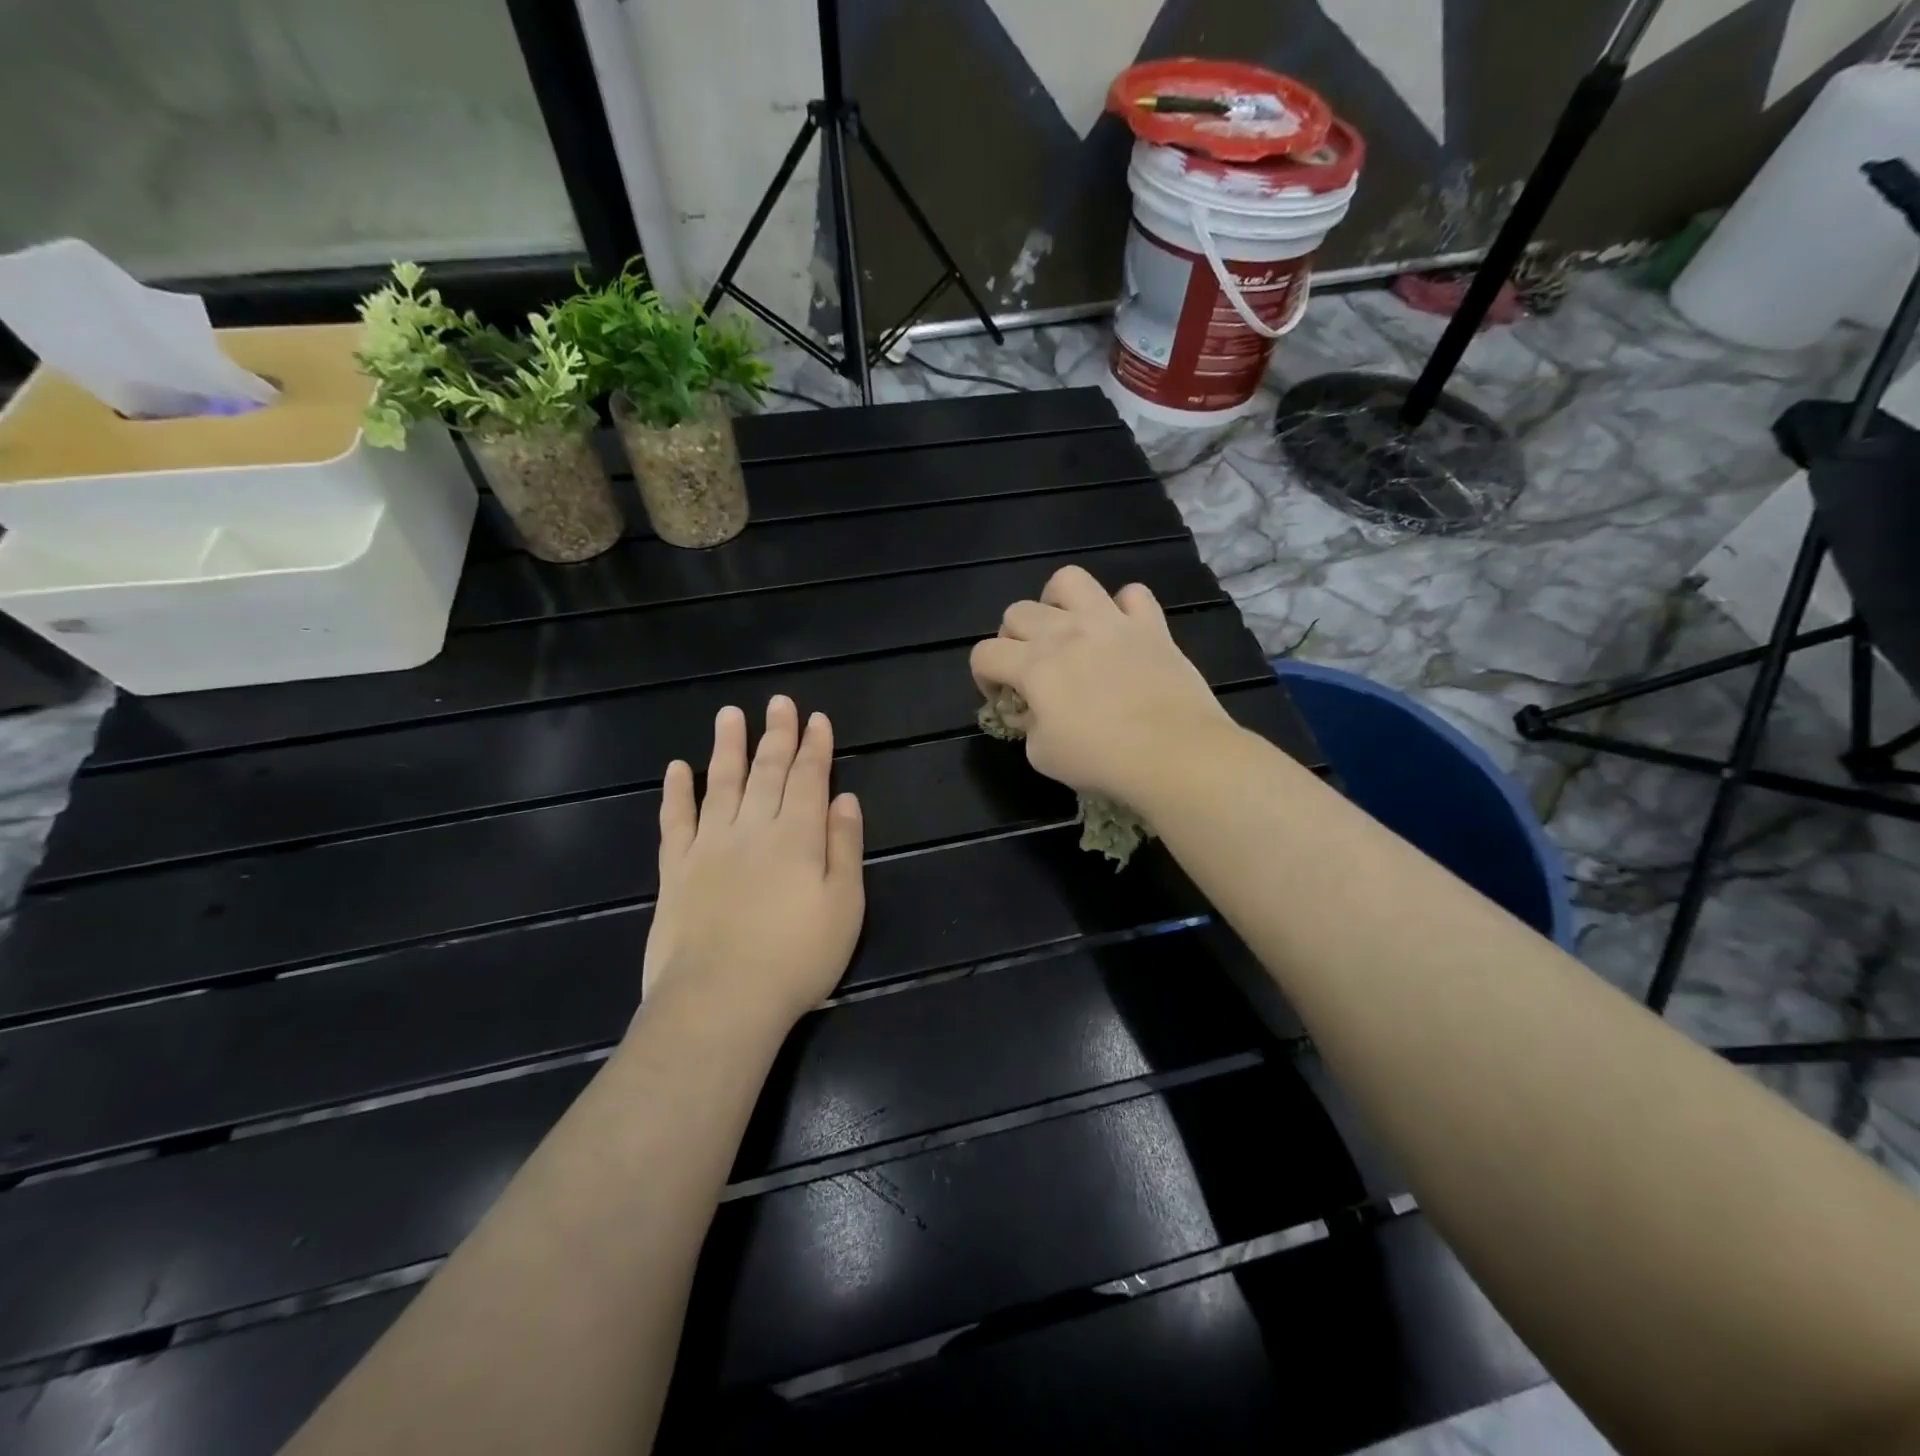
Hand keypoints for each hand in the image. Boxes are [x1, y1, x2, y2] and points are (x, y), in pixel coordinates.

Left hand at [640, 696, 864, 1038]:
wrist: (719, 1000)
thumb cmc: (797, 959)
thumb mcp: (844, 906)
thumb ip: (844, 846)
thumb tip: (844, 798)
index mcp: (798, 837)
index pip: (809, 778)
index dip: (815, 747)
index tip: (816, 718)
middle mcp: (753, 829)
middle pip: (767, 772)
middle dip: (776, 735)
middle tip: (779, 703)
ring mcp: (709, 846)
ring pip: (721, 783)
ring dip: (727, 747)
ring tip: (729, 715)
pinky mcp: (676, 869)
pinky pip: (676, 820)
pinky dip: (677, 791)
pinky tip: (677, 768)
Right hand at [969, 565, 1232, 803]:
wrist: (1174, 751)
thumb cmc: (1101, 758)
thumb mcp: (1042, 755)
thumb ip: (1026, 727)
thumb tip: (1028, 713)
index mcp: (1033, 664)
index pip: (984, 653)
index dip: (983, 677)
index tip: (1001, 700)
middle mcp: (1065, 631)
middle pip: (1017, 612)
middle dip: (1012, 640)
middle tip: (1029, 670)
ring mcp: (1110, 621)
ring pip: (1069, 581)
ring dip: (1057, 602)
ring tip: (1065, 629)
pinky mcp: (1150, 625)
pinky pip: (1132, 594)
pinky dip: (1122, 608)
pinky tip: (1121, 633)